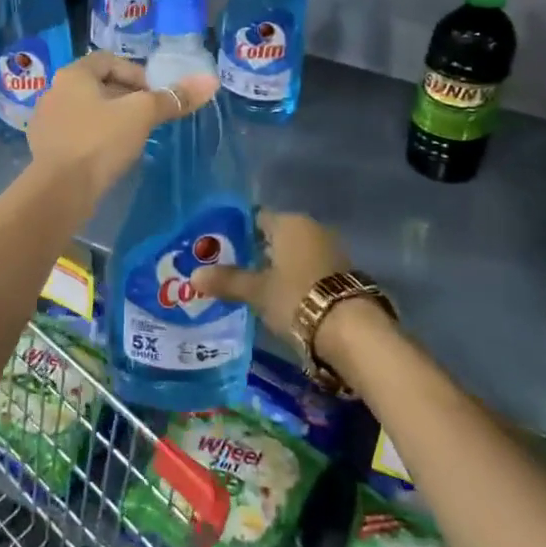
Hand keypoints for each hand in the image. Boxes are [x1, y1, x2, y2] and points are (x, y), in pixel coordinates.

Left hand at [27, 50, 216, 205]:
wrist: (58, 191)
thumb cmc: (99, 142)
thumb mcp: (141, 115)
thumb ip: (174, 98)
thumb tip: (210, 81)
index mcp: (73, 74)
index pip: (108, 60)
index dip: (136, 73)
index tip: (154, 96)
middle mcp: (55, 92)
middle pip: (98, 85)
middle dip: (126, 97)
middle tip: (149, 117)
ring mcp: (47, 123)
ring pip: (87, 112)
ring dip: (111, 120)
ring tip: (134, 138)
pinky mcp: (46, 150)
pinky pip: (77, 136)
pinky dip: (96, 140)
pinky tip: (110, 158)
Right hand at [196, 212, 386, 367]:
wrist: (351, 329)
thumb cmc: (296, 297)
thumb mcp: (257, 291)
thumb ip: (227, 281)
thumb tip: (194, 276)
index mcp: (289, 222)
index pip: (256, 218)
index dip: (237, 232)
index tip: (220, 249)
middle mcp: (312, 228)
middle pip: (276, 235)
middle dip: (256, 251)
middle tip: (232, 271)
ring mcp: (331, 250)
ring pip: (294, 253)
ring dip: (278, 267)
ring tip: (255, 288)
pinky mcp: (343, 273)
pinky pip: (310, 269)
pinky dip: (296, 279)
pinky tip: (283, 298)